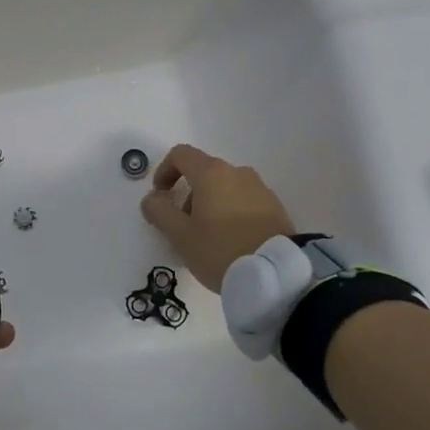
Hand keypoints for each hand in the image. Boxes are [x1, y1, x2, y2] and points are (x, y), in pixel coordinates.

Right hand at [139, 144, 295, 291]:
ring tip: (208, 239)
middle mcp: (237, 172)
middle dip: (187, 195)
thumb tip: (152, 198)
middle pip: (203, 172)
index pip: (180, 154)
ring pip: (224, 187)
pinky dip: (231, 213)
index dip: (164, 171)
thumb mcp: (181, 235)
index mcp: (212, 173)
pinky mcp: (275, 207)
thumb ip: (159, 212)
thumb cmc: (221, 250)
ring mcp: (260, 188)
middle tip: (183, 227)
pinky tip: (231, 242)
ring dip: (209, 204)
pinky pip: (244, 201)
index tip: (160, 197)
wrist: (277, 274)